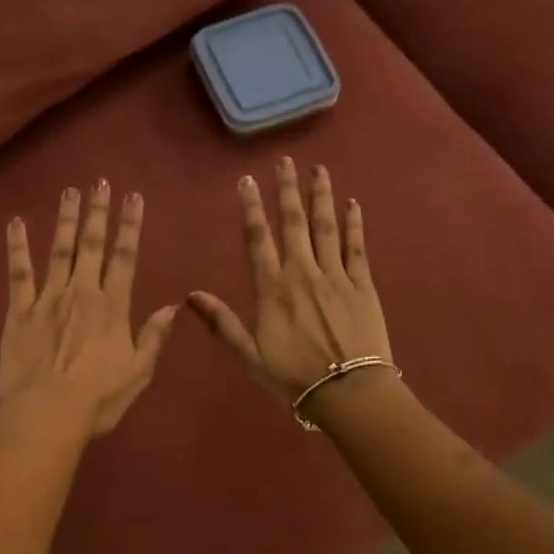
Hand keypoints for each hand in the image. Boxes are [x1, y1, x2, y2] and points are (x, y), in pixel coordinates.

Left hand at [0, 180, 178, 436]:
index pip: (125, 257)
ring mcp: (48, 299)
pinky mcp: (19, 311)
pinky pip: (19, 273)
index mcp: (112, 307)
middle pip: (92, 245)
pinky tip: (15, 223)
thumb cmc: (98, 399)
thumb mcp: (139, 373)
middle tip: (99, 181)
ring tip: (69, 191)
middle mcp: (82, 293)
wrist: (47, 414)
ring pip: (59, 250)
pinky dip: (17, 247)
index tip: (133, 197)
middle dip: (97, 211)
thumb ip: (154, 337)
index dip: (130, 225)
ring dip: (65, 219)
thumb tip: (172, 306)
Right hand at [188, 158, 392, 405]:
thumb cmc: (293, 376)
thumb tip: (190, 295)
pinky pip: (356, 246)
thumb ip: (221, 323)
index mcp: (273, 288)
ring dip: (320, 196)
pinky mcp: (363, 285)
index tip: (247, 180)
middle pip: (293, 222)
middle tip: (285, 161)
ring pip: (326, 226)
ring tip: (318, 169)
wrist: (349, 391)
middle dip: (287, 190)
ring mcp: (336, 275)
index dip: (251, 207)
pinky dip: (354, 222)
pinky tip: (352, 203)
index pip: (258, 238)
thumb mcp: (249, 355)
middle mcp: (303, 272)